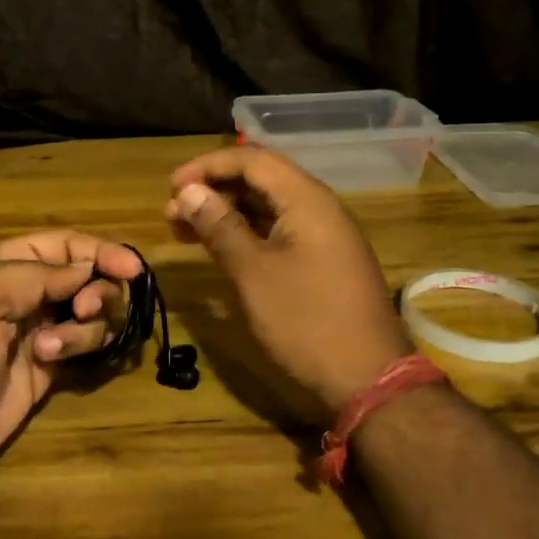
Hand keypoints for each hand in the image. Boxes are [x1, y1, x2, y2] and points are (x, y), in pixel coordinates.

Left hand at [0, 231, 142, 497]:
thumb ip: (35, 275)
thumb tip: (85, 271)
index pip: (58, 245)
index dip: (97, 250)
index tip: (131, 267)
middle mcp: (19, 296)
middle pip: (81, 277)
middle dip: (96, 289)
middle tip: (86, 310)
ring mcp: (33, 335)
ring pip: (88, 314)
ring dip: (85, 326)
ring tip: (52, 350)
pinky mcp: (45, 372)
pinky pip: (83, 348)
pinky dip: (82, 348)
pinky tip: (55, 363)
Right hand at [166, 149, 410, 414]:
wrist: (368, 378)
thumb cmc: (306, 322)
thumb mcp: (254, 274)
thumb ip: (221, 227)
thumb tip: (189, 192)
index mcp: (307, 200)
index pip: (252, 160)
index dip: (207, 167)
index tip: (170, 187)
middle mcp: (319, 208)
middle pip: (261, 180)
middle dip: (214, 190)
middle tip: (172, 214)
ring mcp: (325, 236)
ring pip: (269, 208)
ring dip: (227, 214)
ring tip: (186, 231)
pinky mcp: (324, 262)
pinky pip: (280, 232)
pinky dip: (247, 235)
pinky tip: (221, 250)